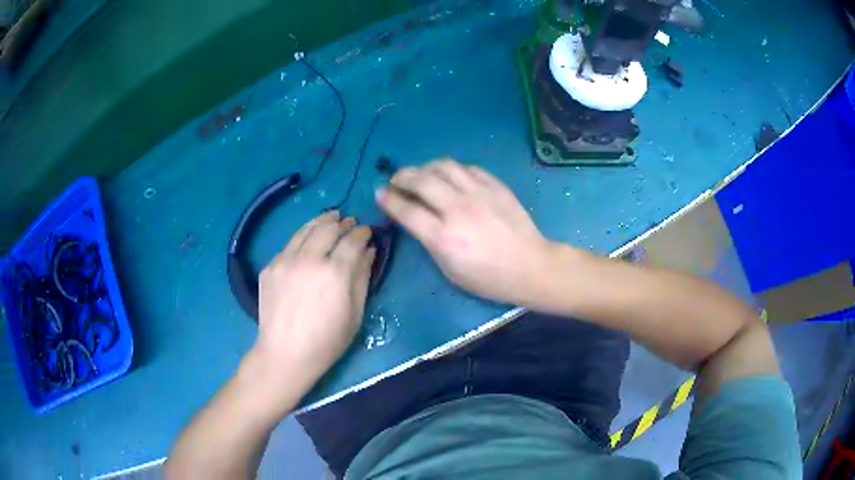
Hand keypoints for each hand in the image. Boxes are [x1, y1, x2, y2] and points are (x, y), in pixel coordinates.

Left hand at [253, 211, 374, 394]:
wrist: (285, 353)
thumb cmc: (327, 341)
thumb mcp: (355, 313)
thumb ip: (362, 277)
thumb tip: (369, 251)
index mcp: (335, 273)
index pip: (353, 240)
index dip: (363, 232)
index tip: (368, 231)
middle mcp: (309, 259)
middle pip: (329, 227)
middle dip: (343, 222)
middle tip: (350, 223)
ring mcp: (285, 260)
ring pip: (306, 229)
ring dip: (322, 221)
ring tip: (331, 218)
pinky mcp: (270, 266)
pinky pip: (289, 244)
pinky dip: (303, 238)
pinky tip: (308, 242)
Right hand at [376, 158, 556, 305]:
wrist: (530, 266)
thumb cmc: (488, 278)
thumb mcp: (450, 271)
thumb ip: (430, 243)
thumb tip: (415, 219)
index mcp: (444, 238)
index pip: (407, 210)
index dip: (388, 199)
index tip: (379, 193)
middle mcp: (458, 210)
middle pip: (421, 180)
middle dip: (402, 176)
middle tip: (396, 180)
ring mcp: (479, 194)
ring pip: (444, 166)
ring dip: (425, 167)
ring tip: (421, 174)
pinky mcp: (495, 186)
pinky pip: (468, 168)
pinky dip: (452, 169)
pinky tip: (450, 176)